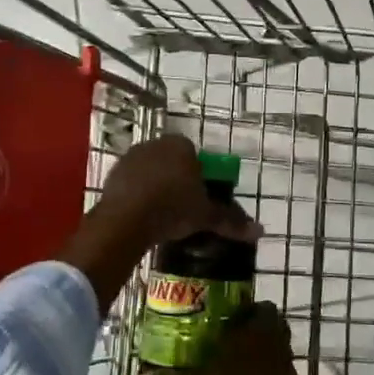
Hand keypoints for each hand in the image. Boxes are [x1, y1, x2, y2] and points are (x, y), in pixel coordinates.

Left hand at [97, 135, 258, 247]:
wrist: (126, 219)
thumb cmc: (173, 208)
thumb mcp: (205, 216)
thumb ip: (230, 221)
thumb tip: (261, 231)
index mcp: (181, 145)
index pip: (196, 155)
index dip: (200, 176)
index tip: (200, 197)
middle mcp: (155, 144)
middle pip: (172, 161)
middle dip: (177, 180)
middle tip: (183, 207)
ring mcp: (130, 157)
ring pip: (150, 171)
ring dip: (156, 187)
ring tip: (161, 214)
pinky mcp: (112, 175)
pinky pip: (131, 183)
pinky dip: (137, 195)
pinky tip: (142, 216)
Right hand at [135, 302, 355, 374]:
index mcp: (260, 330)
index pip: (263, 307)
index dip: (247, 310)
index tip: (225, 318)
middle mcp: (278, 344)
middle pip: (266, 330)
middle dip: (246, 335)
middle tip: (219, 343)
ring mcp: (286, 370)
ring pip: (270, 355)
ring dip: (253, 359)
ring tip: (224, 370)